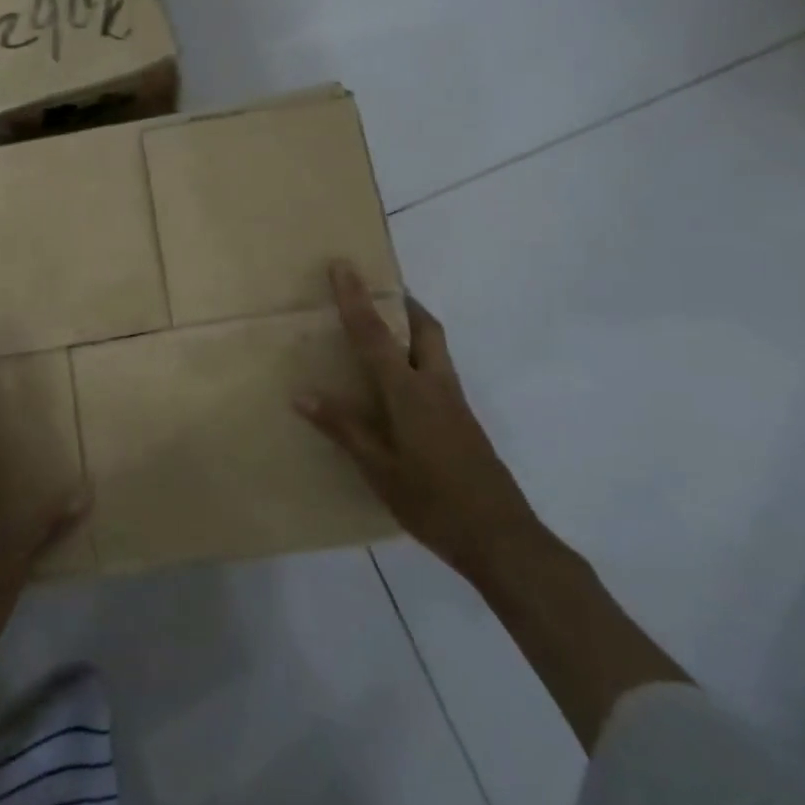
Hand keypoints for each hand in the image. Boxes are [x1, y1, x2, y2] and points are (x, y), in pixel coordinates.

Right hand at [296, 261, 541, 580]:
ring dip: (413, 327)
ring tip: (383, 327)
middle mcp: (435, 386)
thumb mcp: (378, 468)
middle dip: (403, 302)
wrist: (502, 539)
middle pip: (425, 328)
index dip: (356, 298)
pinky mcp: (463, 421)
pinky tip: (399, 383)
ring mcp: (455, 403)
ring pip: (435, 348)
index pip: (375, 335)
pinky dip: (418, 357)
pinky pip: (438, 371)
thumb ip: (343, 428)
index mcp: (409, 393)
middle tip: (377, 289)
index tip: (342, 265)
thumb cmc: (433, 502)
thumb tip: (302, 394)